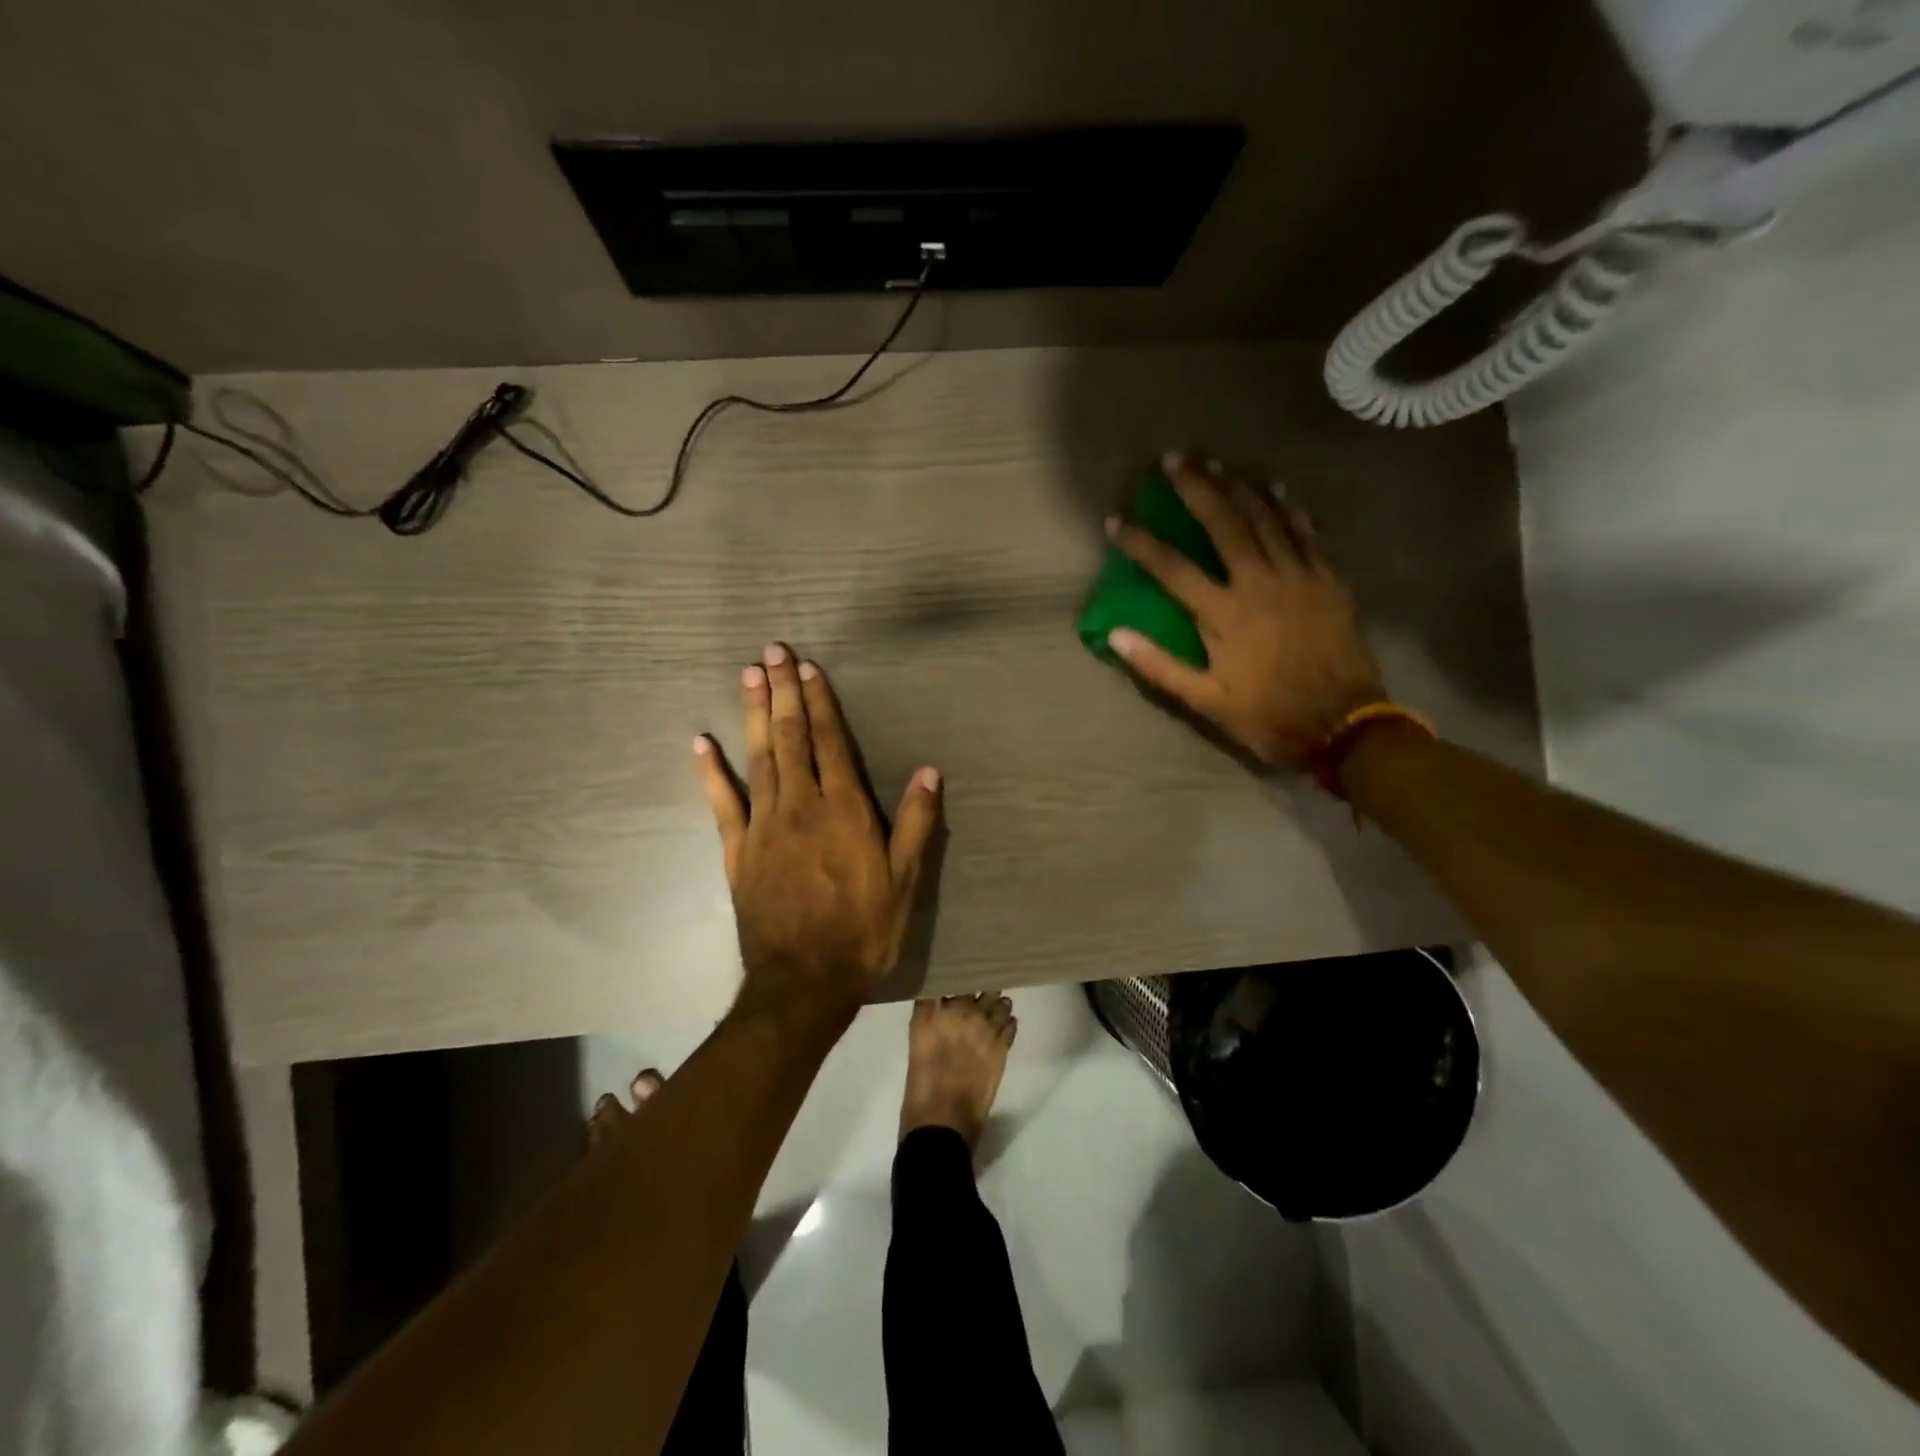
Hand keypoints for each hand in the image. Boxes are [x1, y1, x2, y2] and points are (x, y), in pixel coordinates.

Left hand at [695, 645, 940, 1028]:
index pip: (831, 744)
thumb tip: (929, 771)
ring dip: (754, 714)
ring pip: (759, 758)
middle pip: (791, 738)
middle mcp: (802, 807)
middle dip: (783, 693)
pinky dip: (711, 772)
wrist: (805, 981)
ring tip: (748, 675)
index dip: (821, 703)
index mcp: (844, 811)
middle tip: (772, 652)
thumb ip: (917, 823)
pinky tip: (701, 742)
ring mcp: (765, 826)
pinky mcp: (739, 851)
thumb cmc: (863, 930)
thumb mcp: (904, 881)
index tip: (809, 669)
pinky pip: (722, 804)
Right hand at [1106, 454, 1384, 766]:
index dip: (1140, 542)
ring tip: (1215, 463)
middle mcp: (1259, 583)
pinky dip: (1290, 506)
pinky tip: (1276, 486)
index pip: (1171, 567)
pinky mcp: (1329, 580)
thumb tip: (1115, 635)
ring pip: (1265, 518)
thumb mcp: (1206, 702)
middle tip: (1173, 459)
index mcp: (1224, 614)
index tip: (1116, 520)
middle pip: (1223, 523)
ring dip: (1237, 487)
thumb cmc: (1269, 716)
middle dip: (1196, 488)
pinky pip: (1307, 532)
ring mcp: (1298, 576)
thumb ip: (1159, 666)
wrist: (1345, 725)